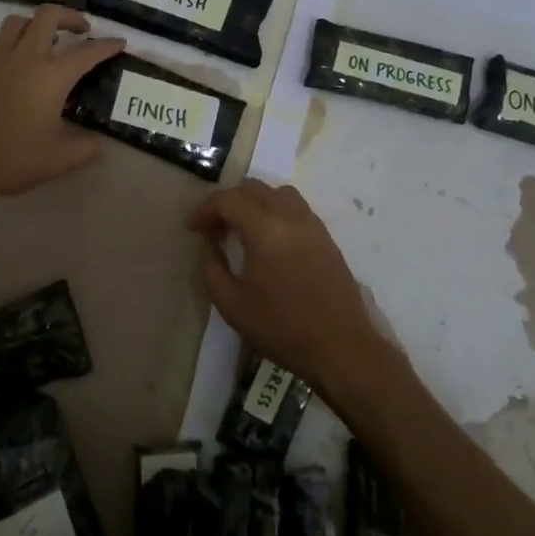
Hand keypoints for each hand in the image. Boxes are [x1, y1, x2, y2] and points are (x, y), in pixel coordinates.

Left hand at [0, 6, 123, 201]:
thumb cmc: (13, 158)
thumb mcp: (61, 160)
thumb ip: (87, 148)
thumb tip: (99, 142)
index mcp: (52, 77)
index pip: (87, 52)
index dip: (108, 45)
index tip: (120, 42)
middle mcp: (26, 58)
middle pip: (48, 15)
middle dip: (70, 16)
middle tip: (81, 31)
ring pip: (17, 22)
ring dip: (36, 24)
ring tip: (46, 41)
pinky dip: (8, 42)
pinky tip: (12, 59)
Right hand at [187, 178, 390, 404]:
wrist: (341, 347)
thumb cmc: (282, 328)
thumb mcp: (232, 305)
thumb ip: (212, 268)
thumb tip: (208, 244)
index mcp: (264, 228)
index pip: (228, 199)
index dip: (205, 209)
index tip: (193, 228)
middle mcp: (290, 215)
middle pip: (253, 187)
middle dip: (228, 202)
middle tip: (214, 227)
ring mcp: (312, 223)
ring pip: (277, 192)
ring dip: (254, 201)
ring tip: (242, 228)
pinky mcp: (326, 236)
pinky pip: (296, 207)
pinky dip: (275, 210)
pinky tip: (269, 238)